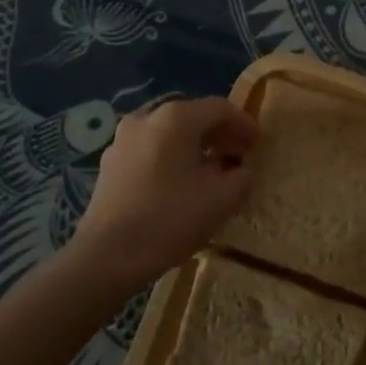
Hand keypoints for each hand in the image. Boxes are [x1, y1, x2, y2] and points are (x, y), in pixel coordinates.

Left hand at [72, 96, 257, 289]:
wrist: (107, 256)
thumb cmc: (169, 220)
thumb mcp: (221, 199)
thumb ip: (241, 176)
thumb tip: (242, 168)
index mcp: (176, 118)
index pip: (220, 108)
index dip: (244, 123)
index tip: (258, 144)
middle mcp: (147, 117)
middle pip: (193, 115)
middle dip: (219, 133)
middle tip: (238, 154)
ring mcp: (123, 138)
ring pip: (169, 131)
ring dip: (194, 144)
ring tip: (211, 168)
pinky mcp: (110, 162)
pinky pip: (151, 147)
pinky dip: (171, 155)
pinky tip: (180, 181)